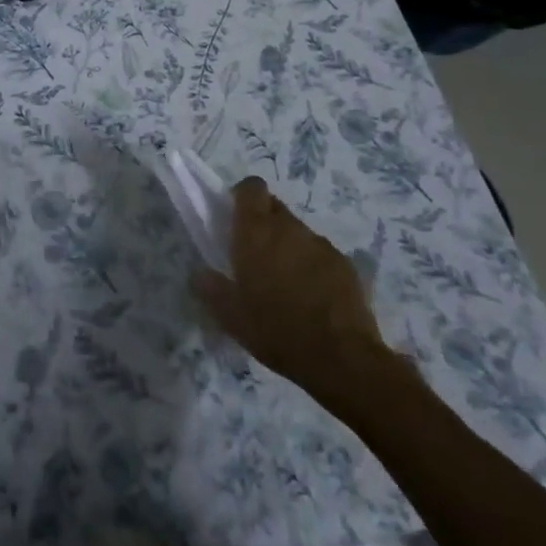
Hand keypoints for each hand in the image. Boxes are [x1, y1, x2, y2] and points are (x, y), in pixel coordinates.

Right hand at [192, 177, 412, 407]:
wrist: (342, 357)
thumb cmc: (276, 330)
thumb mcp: (231, 317)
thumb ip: (210, 288)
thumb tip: (200, 274)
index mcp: (256, 232)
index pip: (251, 187)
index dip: (243, 196)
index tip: (235, 218)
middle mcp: (289, 228)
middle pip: (274, 207)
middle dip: (263, 223)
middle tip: (255, 255)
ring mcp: (321, 244)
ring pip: (298, 232)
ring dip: (288, 246)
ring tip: (285, 283)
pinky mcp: (345, 264)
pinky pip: (320, 254)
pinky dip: (312, 266)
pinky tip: (312, 298)